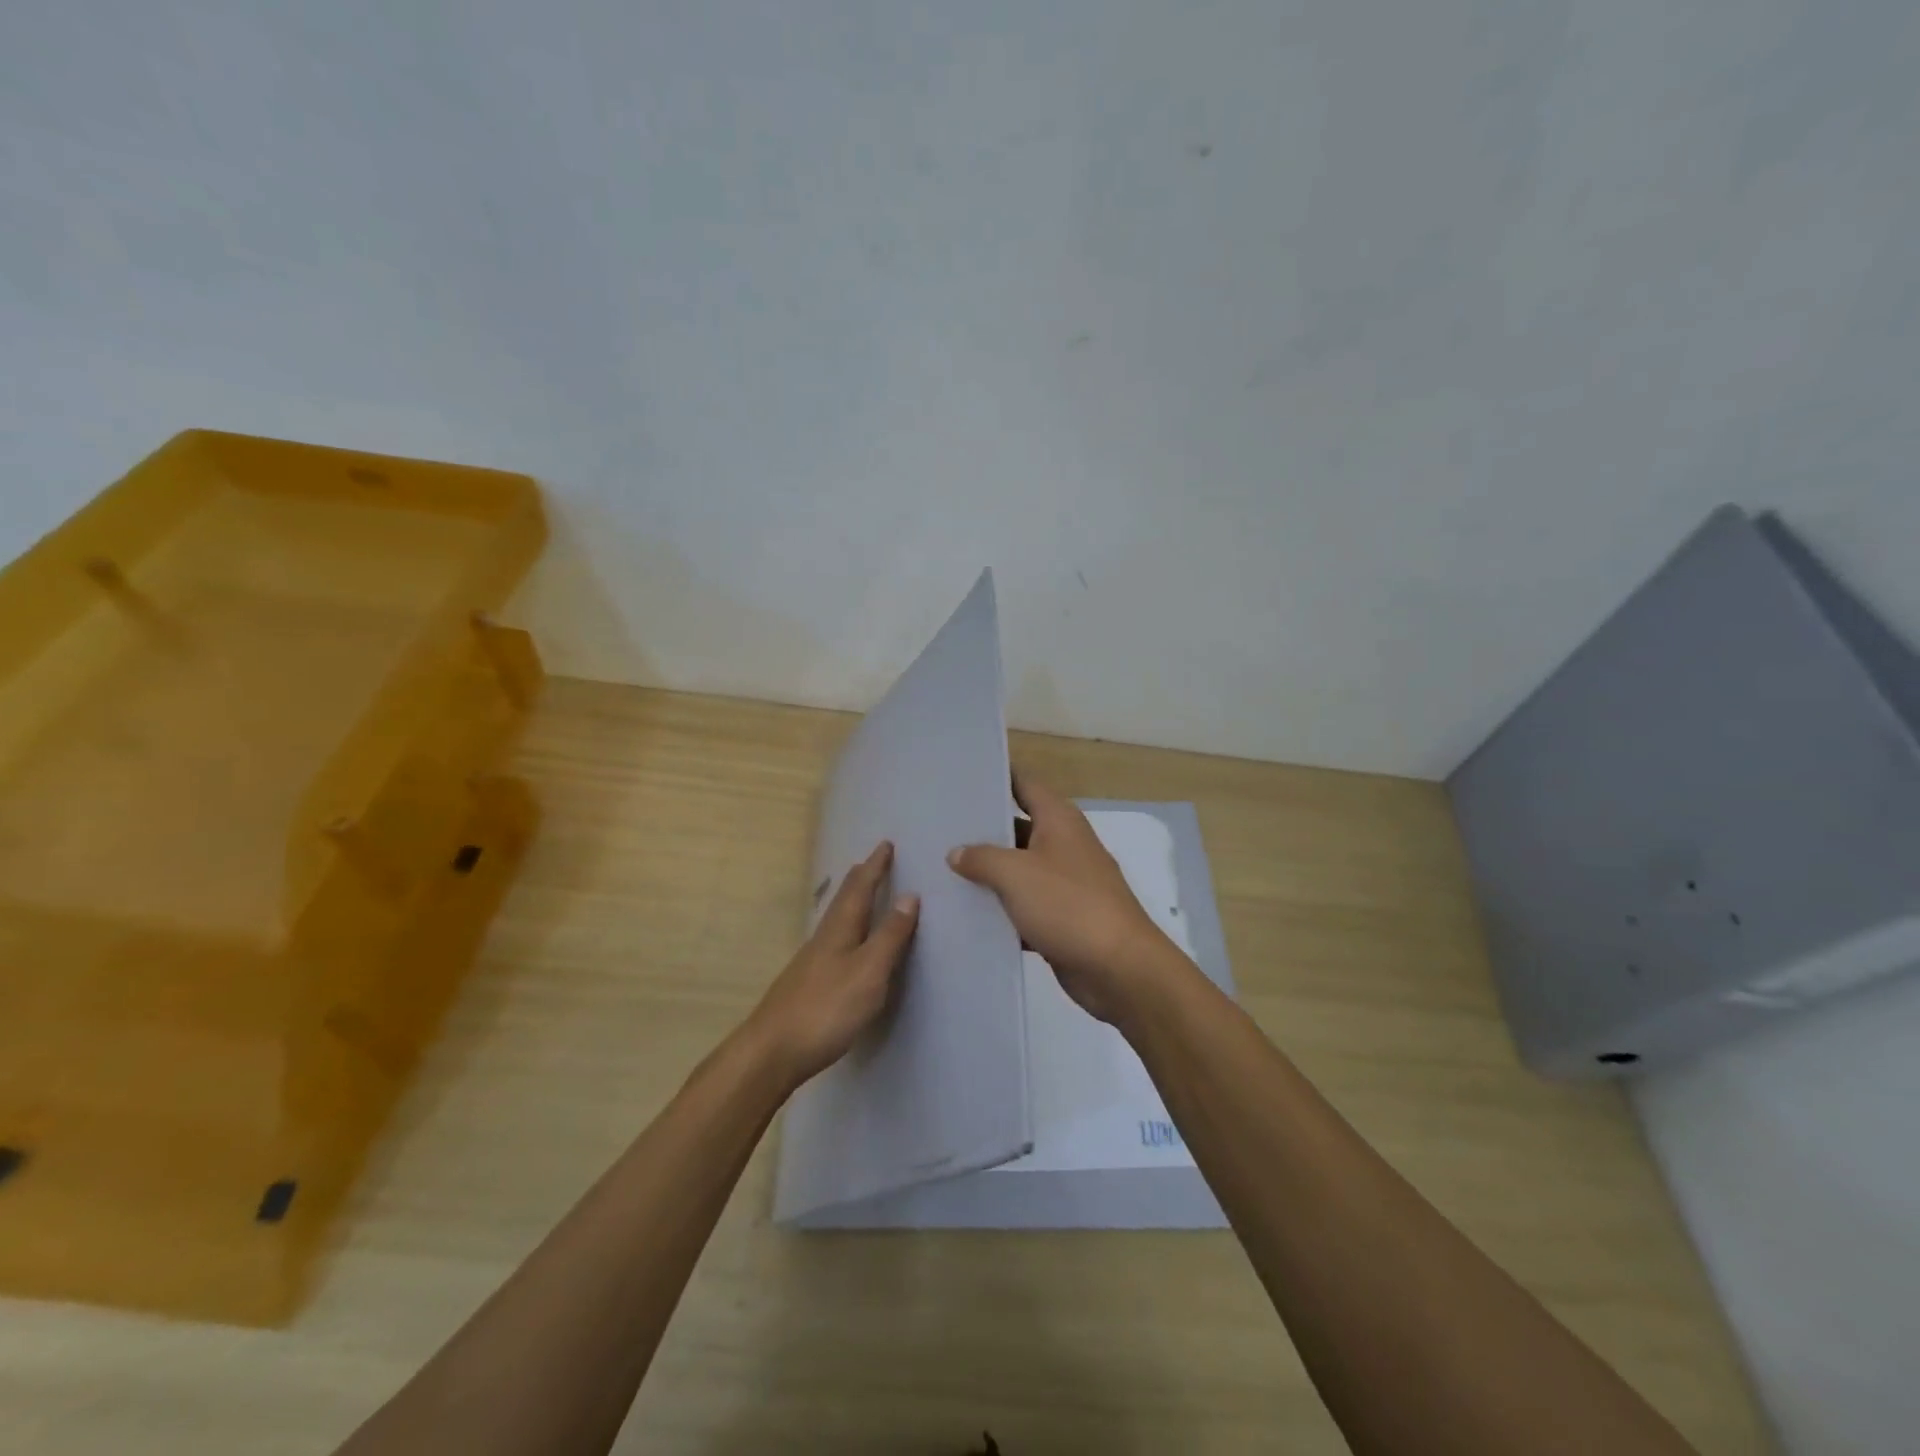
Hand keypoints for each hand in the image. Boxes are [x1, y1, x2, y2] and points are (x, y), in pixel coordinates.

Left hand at [746, 841, 919, 1089]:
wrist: (772, 1051)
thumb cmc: (827, 1008)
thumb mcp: (869, 972)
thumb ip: (889, 936)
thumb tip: (910, 896)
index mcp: (840, 929)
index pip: (860, 888)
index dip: (875, 867)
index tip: (885, 844)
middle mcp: (823, 938)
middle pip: (843, 900)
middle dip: (861, 878)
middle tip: (873, 861)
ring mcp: (811, 961)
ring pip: (836, 919)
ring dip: (851, 901)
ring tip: (861, 893)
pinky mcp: (807, 983)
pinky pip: (832, 939)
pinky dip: (845, 927)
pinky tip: (844, 942)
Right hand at [948, 773, 1179, 1022]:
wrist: (1119, 968)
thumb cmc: (1069, 905)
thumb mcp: (1016, 873)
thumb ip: (981, 858)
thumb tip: (957, 853)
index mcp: (1059, 820)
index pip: (1024, 784)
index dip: (995, 776)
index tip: (960, 776)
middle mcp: (1063, 844)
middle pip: (1017, 827)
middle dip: (981, 828)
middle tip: (937, 826)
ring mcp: (1064, 883)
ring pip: (1018, 869)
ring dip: (987, 872)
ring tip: (940, 868)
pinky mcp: (1061, 918)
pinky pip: (1024, 906)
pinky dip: (1000, 909)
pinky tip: (965, 914)